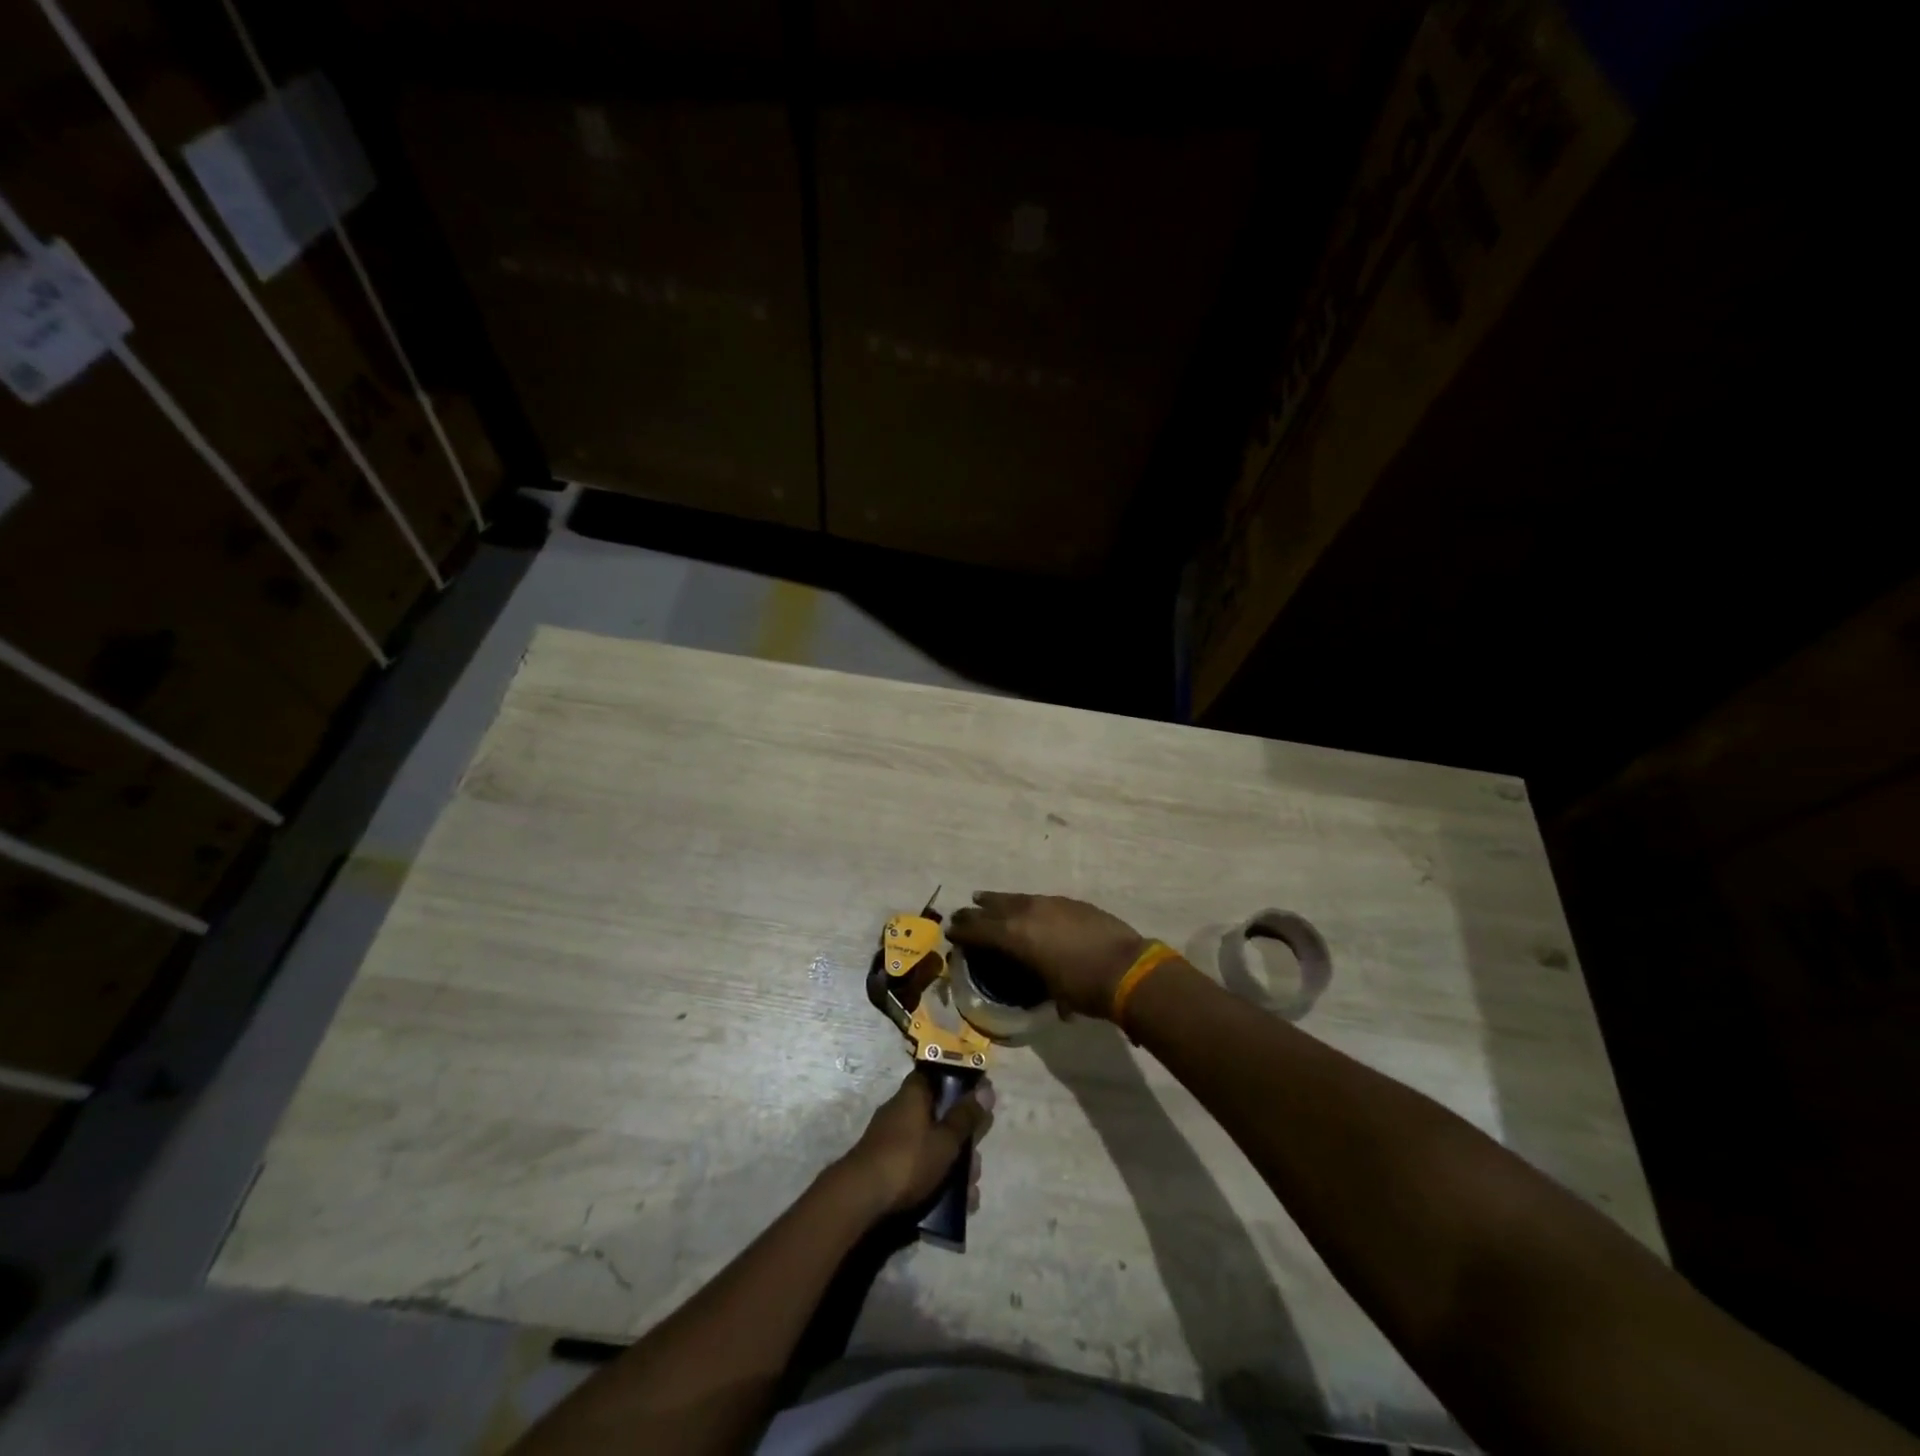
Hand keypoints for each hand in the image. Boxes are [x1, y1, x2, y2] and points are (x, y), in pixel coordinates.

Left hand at [838, 1073, 993, 1218]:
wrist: (860, 1199)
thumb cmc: (908, 1160)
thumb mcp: (945, 1140)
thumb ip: (966, 1117)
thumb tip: (986, 1089)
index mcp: (913, 1095)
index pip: (936, 1076)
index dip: (959, 1085)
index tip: (978, 1102)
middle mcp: (901, 1111)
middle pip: (939, 1117)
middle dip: (961, 1141)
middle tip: (975, 1165)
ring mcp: (892, 1140)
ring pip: (931, 1146)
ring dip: (953, 1166)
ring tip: (969, 1194)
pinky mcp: (886, 1166)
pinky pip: (919, 1166)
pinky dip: (936, 1180)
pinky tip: (954, 1206)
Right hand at [948, 891, 1148, 1019]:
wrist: (1126, 968)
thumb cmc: (1083, 989)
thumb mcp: (1048, 990)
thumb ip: (1032, 978)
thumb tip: (1034, 983)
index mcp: (1015, 935)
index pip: (978, 930)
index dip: (962, 931)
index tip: (950, 931)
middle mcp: (1027, 912)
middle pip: (992, 908)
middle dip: (975, 912)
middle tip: (961, 914)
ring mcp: (1050, 903)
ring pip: (1015, 899)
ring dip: (998, 901)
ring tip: (985, 899)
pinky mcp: (1070, 902)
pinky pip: (1038, 901)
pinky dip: (1026, 905)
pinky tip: (1028, 909)